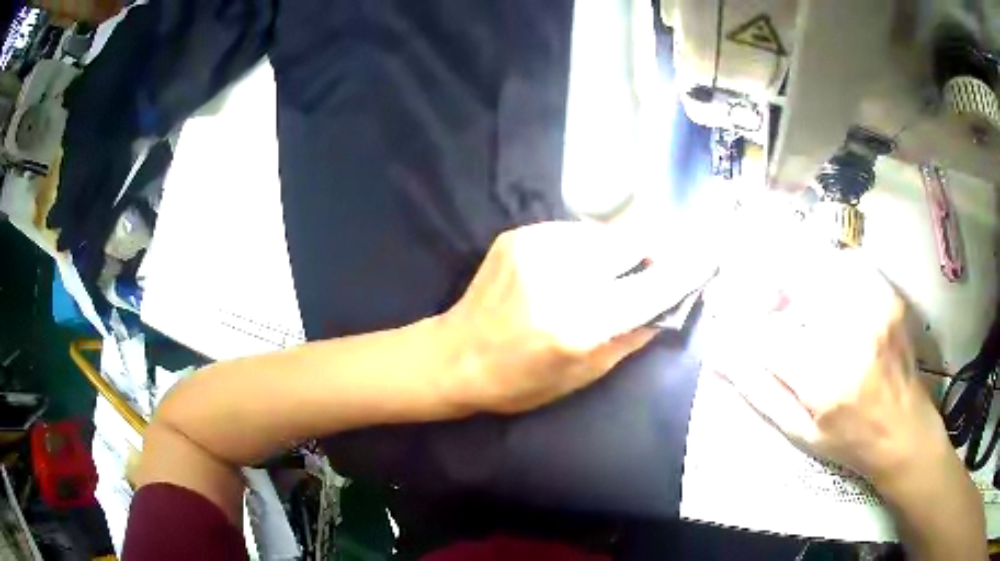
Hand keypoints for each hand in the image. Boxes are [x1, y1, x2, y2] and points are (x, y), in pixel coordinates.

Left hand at [441, 221, 681, 413]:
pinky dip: (583, 248)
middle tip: (646, 272)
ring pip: (604, 233)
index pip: (652, 286)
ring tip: (599, 277)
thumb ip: (633, 336)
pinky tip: (567, 271)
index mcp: (579, 322)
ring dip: (614, 252)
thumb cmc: (520, 382)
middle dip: (649, 255)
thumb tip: (669, 304)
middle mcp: (560, 275)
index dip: (685, 270)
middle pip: (632, 242)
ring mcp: (535, 247)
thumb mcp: (584, 375)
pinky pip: (573, 232)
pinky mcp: (518, 234)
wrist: (455, 356)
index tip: (709, 255)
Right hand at [709, 248, 952, 487]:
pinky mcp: (888, 293)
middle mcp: (851, 332)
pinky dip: (827, 269)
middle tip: (762, 299)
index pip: (766, 331)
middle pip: (794, 277)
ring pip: (820, 261)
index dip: (740, 318)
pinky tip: (825, 290)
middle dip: (767, 282)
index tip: (725, 312)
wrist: (906, 430)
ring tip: (791, 294)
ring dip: (796, 272)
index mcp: (824, 378)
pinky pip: (847, 263)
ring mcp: (874, 305)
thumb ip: (758, 390)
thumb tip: (717, 356)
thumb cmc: (851, 441)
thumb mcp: (799, 432)